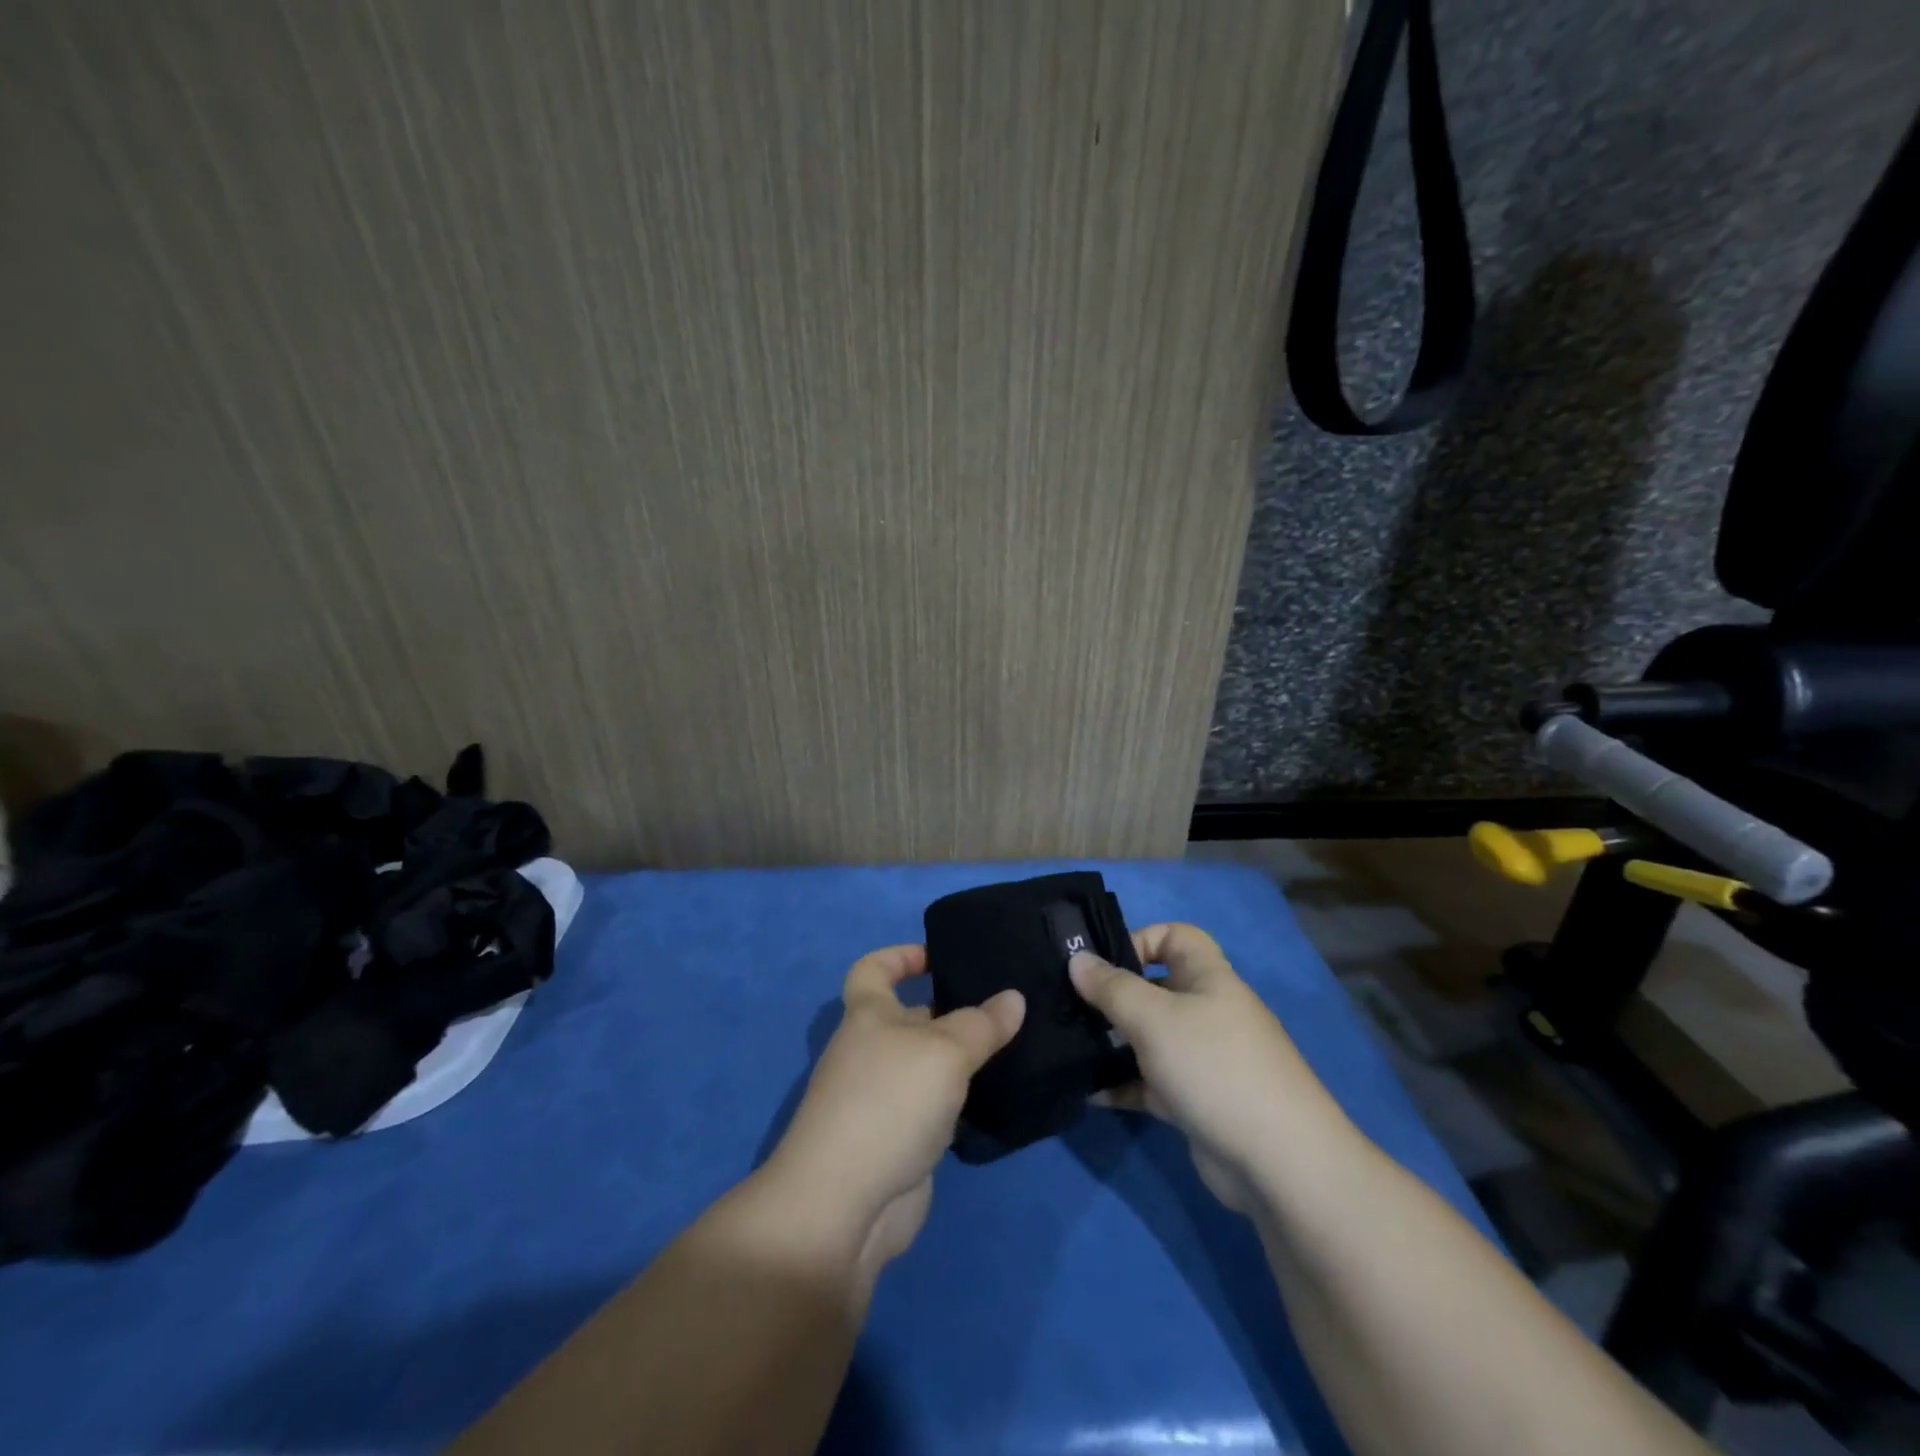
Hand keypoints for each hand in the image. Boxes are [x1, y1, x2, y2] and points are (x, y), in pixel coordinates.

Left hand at [762, 945, 1024, 1283]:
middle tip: (1009, 1005)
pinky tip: (1003, 1096)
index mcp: (868, 1015)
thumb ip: (982, 1024)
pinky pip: (939, 1108)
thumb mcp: (943, 1051)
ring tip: (1019, 1045)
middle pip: (913, 1017)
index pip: (874, 968)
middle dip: (954, 1009)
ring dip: (966, 1059)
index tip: (941, 957)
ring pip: (931, 1065)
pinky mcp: (903, 1142)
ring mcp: (885, 1099)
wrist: (845, 1205)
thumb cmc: (889, 1102)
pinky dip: (965, 1101)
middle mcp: (872, 1051)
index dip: (901, 955)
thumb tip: (1013, 998)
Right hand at [1069, 923, 1345, 1214]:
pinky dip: (1123, 1085)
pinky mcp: (1195, 1101)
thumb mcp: (1154, 1018)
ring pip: (1148, 1037)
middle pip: (1154, 988)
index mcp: (1207, 978)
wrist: (1278, 1163)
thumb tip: (1076, 958)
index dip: (1140, 939)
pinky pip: (1150, 1082)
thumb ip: (1111, 988)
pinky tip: (1090, 1093)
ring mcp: (1202, 1059)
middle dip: (1112, 995)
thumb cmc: (1214, 1066)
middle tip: (1066, 1004)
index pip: (1175, 937)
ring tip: (1070, 1046)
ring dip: (1112, 1042)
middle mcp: (1207, 1012)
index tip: (1100, 962)